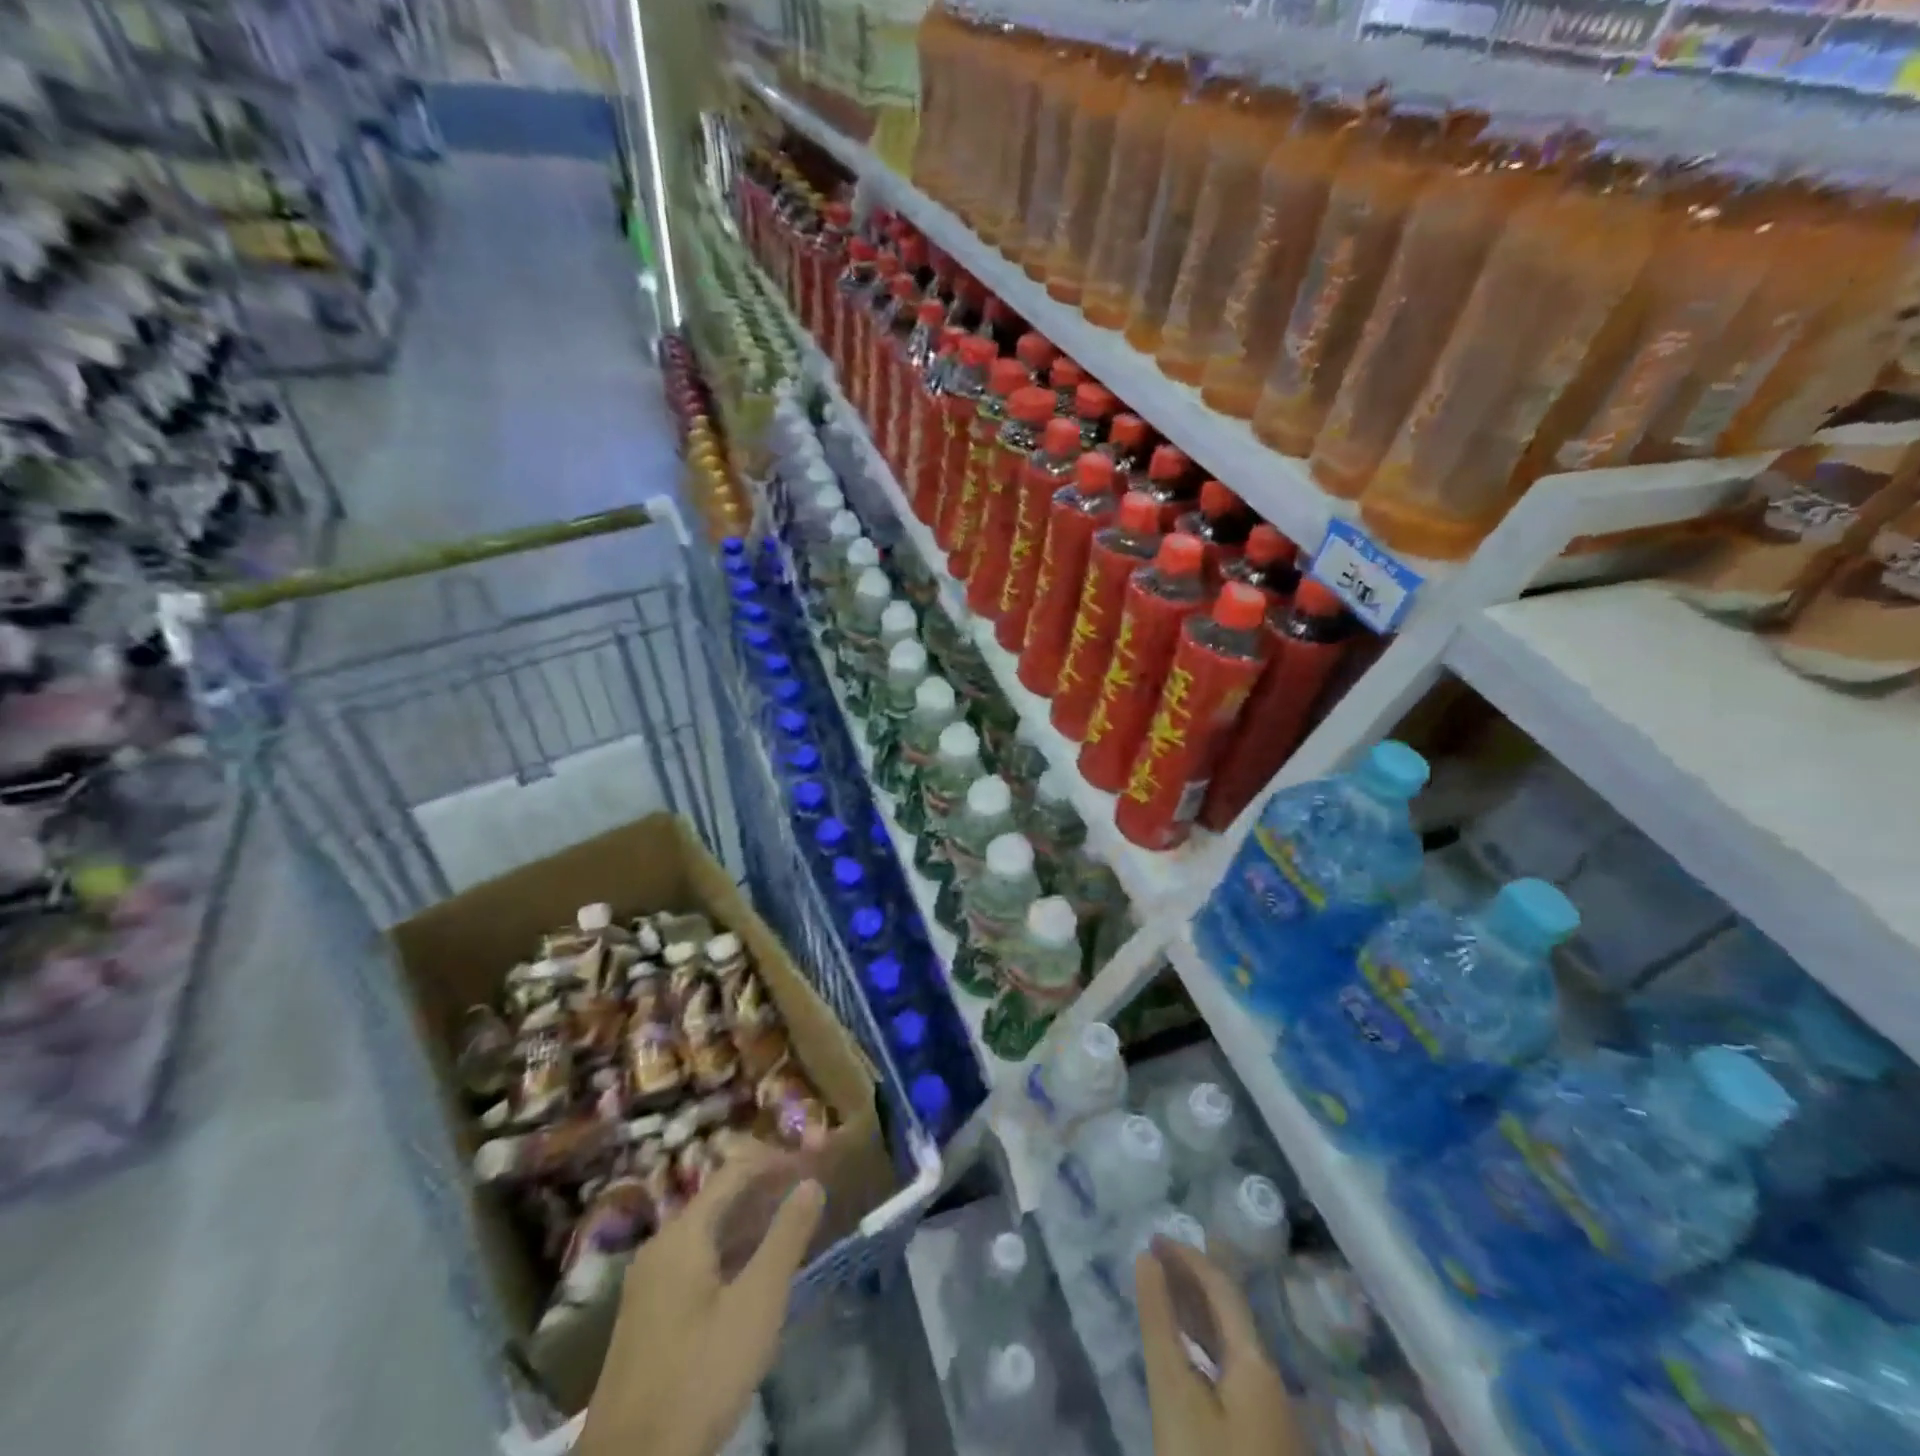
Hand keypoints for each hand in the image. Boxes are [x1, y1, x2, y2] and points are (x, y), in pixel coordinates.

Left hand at [578, 1138, 825, 1455]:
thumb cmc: (700, 1374)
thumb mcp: (757, 1303)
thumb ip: (787, 1237)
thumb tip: (811, 1182)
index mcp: (683, 1234)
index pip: (734, 1172)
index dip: (775, 1161)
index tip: (814, 1162)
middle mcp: (661, 1247)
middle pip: (719, 1199)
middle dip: (765, 1191)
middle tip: (809, 1194)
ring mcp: (649, 1284)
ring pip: (708, 1234)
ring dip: (750, 1224)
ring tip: (792, 1228)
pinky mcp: (648, 1318)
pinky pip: (696, 1263)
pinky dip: (730, 1254)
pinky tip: (754, 1275)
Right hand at [1136, 1238, 1301, 1455]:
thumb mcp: (1174, 1393)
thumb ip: (1159, 1322)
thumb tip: (1147, 1259)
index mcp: (1256, 1363)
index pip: (1222, 1288)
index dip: (1188, 1257)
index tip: (1152, 1238)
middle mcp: (1270, 1381)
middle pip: (1231, 1313)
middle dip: (1192, 1280)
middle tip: (1153, 1257)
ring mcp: (1270, 1417)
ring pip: (1231, 1345)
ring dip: (1196, 1312)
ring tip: (1161, 1291)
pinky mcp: (1261, 1444)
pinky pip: (1231, 1372)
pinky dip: (1203, 1347)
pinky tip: (1184, 1354)